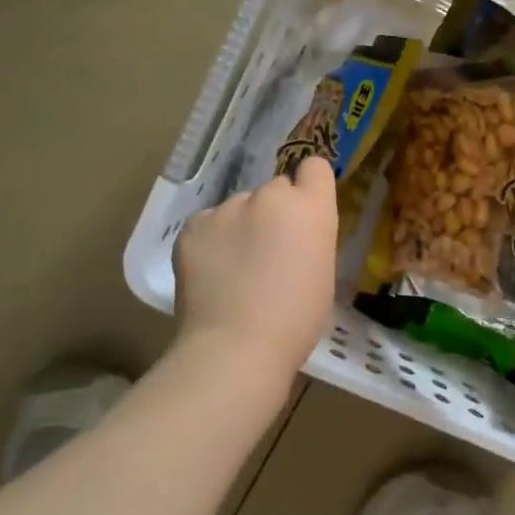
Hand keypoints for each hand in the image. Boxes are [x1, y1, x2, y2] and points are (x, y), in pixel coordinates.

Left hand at [174, 155, 338, 376]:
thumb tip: (292, 238)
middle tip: (268, 251)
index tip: (304, 212)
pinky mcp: (193, 226)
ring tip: (234, 270)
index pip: (315, 167)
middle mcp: (271, 196)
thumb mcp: (322, 274)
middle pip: (275, 189)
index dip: (309, 187)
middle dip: (274, 212)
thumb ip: (310, 240)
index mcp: (311, 208)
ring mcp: (227, 208)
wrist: (236, 347)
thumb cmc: (296, 320)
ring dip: (240, 227)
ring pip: (238, 207)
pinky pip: (208, 225)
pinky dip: (211, 243)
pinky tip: (211, 274)